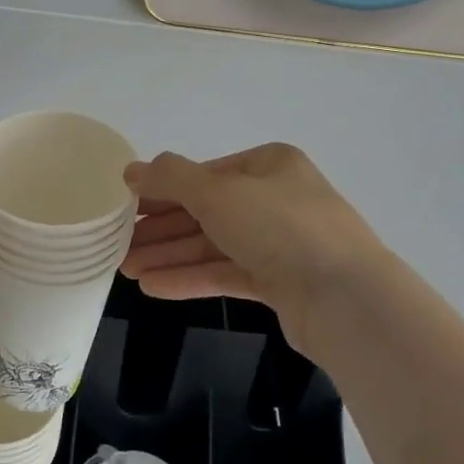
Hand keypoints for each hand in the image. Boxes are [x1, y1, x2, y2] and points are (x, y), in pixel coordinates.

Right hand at [121, 143, 388, 352]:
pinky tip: (154, 287)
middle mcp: (276, 198)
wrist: (346, 299)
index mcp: (269, 165)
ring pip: (215, 245)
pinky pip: (228, 273)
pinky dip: (192, 278)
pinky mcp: (282, 283)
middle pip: (207, 211)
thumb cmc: (280, 227)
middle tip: (118, 245)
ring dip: (170, 256)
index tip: (125, 208)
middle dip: (162, 229)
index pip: (205, 174)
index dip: (163, 190)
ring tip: (126, 270)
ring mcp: (281, 243)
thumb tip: (132, 170)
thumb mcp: (217, 193)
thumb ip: (171, 179)